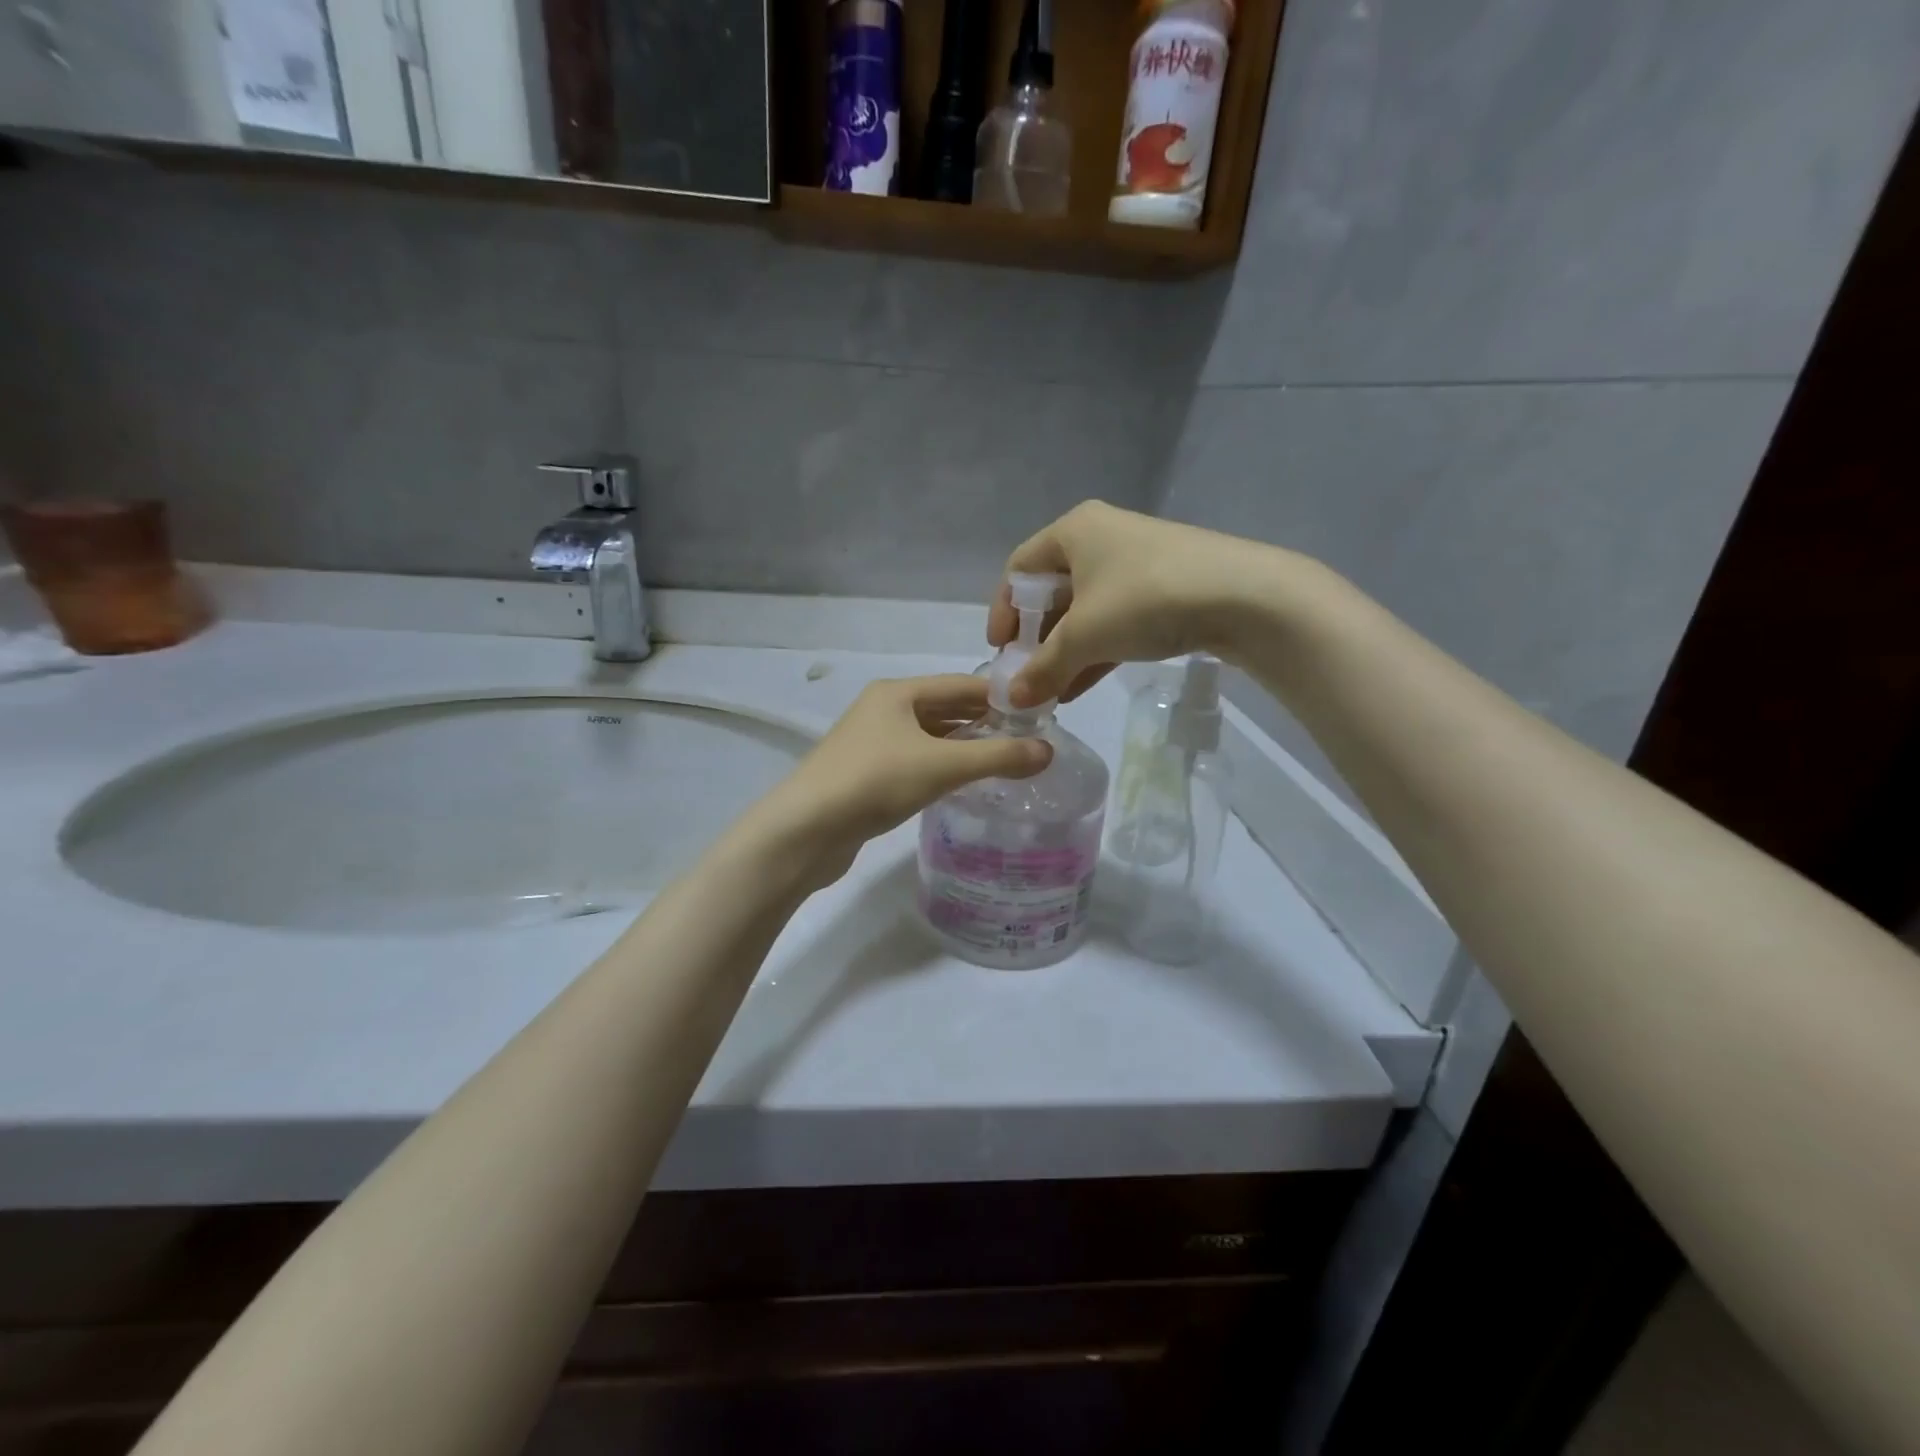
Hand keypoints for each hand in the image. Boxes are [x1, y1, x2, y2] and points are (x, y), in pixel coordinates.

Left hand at [748, 676, 1051, 884]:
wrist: (805, 831)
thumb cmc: (875, 782)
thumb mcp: (942, 766)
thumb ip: (997, 756)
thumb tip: (1048, 751)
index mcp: (897, 692)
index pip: (961, 684)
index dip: (1001, 697)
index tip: (1039, 714)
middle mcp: (884, 710)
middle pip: (945, 709)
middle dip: (985, 723)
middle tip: (1029, 741)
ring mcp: (872, 743)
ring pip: (931, 738)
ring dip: (965, 747)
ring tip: (1006, 763)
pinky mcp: (867, 775)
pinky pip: (916, 762)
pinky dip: (943, 767)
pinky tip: (965, 784)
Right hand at [986, 501, 1279, 706]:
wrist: (1244, 597)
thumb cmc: (1145, 600)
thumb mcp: (1084, 636)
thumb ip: (1043, 667)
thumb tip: (1012, 699)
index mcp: (1074, 531)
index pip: (1019, 568)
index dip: (1003, 610)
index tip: (1000, 651)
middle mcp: (1101, 538)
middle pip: (1052, 590)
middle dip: (1036, 638)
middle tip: (1026, 676)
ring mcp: (1136, 563)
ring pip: (1085, 610)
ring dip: (1065, 652)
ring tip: (1051, 692)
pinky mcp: (1163, 589)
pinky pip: (1115, 620)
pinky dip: (1095, 651)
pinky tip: (1081, 687)